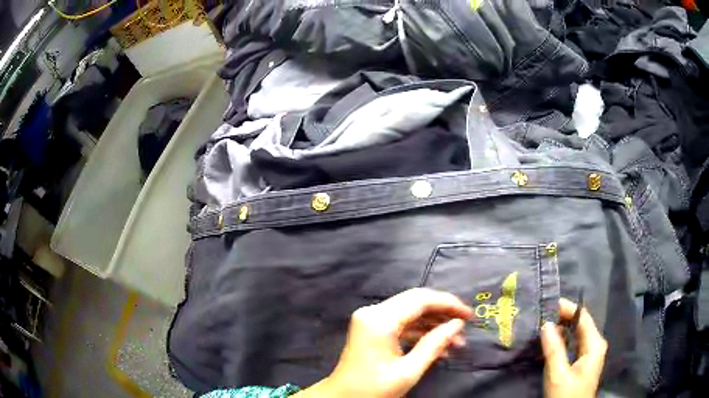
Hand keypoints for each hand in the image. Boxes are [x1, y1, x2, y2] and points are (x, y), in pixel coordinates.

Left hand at [295, 288, 473, 397]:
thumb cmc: (373, 389)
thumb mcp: (408, 371)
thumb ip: (434, 345)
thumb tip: (457, 324)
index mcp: (380, 320)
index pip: (421, 299)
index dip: (448, 303)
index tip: (469, 315)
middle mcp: (373, 312)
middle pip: (415, 302)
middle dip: (443, 312)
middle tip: (465, 326)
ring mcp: (371, 319)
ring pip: (410, 312)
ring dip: (433, 324)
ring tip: (456, 341)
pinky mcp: (372, 328)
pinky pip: (401, 323)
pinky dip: (420, 332)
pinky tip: (438, 345)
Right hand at [541, 298, 607, 397]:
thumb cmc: (567, 395)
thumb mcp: (558, 375)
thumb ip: (553, 350)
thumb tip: (546, 324)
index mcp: (594, 344)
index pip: (582, 317)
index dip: (567, 308)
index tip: (548, 304)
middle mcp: (596, 344)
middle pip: (581, 323)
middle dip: (563, 317)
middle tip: (543, 314)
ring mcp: (591, 353)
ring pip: (577, 333)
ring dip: (562, 328)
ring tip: (544, 324)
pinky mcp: (584, 362)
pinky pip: (575, 343)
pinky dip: (564, 339)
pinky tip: (552, 340)